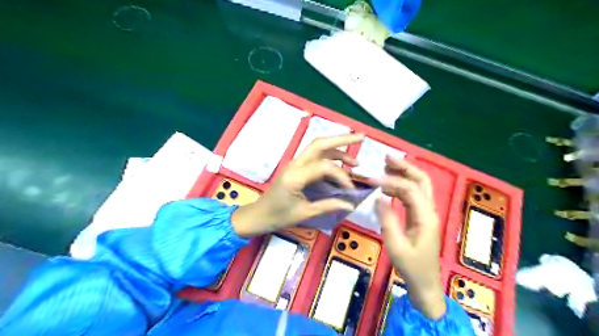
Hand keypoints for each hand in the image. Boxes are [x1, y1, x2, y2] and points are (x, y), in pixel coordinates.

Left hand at [232, 133, 364, 236]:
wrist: (259, 214)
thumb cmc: (279, 216)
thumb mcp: (305, 213)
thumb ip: (328, 205)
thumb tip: (351, 204)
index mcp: (296, 176)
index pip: (325, 166)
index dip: (341, 175)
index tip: (350, 189)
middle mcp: (295, 164)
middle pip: (320, 143)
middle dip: (342, 139)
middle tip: (361, 137)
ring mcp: (295, 163)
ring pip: (317, 147)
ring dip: (337, 148)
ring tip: (354, 160)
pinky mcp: (296, 166)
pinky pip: (314, 156)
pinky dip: (329, 155)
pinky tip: (340, 163)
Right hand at [376, 156, 446, 318]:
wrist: (425, 284)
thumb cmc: (411, 267)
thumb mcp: (395, 245)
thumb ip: (387, 219)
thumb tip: (378, 196)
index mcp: (426, 217)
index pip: (409, 189)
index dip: (390, 180)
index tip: (370, 179)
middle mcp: (429, 210)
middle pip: (421, 180)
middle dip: (405, 167)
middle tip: (386, 158)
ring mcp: (425, 213)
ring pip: (418, 186)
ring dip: (403, 174)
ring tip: (384, 167)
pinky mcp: (419, 217)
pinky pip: (411, 196)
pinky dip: (400, 186)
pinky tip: (387, 185)